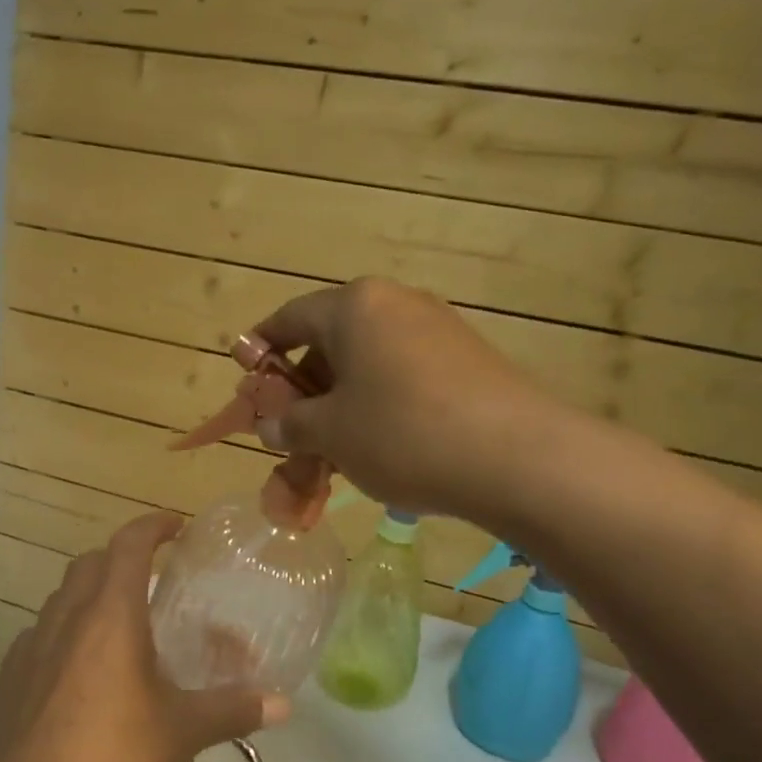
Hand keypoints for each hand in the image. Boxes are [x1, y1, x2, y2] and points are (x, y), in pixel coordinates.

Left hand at [0, 511, 288, 761]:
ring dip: (91, 595)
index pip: (129, 544)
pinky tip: (79, 672)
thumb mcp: (182, 732)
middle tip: (152, 580)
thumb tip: (284, 705)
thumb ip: (234, 710)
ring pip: (62, 597)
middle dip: (121, 558)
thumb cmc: (112, 755)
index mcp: (111, 614)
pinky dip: (65, 634)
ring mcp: (32, 645)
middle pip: (91, 562)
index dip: (153, 526)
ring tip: (119, 626)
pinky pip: (42, 636)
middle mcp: (67, 617)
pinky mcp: (10, 676)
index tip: (175, 527)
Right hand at [253, 278, 558, 525]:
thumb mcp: (330, 433)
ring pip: (367, 361)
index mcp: (354, 306)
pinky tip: (378, 445)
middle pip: (330, 339)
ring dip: (340, 400)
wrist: (515, 457)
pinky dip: (378, 403)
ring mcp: (437, 329)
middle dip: (303, 385)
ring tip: (332, 447)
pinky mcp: (466, 359)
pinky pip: (402, 374)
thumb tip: (270, 424)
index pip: (289, 318)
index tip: (246, 378)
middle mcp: (395, 304)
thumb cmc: (401, 433)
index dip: (261, 348)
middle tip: (288, 428)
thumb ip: (290, 424)